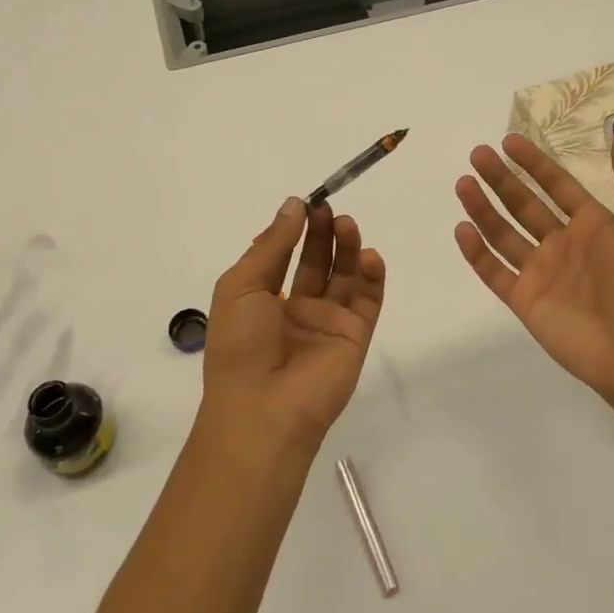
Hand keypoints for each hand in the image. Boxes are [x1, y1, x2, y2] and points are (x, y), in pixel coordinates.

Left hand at [201, 197, 386, 454]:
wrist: (263, 410)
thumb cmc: (241, 345)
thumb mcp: (241, 286)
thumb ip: (272, 245)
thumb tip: (294, 204)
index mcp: (263, 299)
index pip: (282, 255)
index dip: (293, 229)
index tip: (306, 202)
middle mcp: (296, 308)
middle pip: (317, 261)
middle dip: (322, 232)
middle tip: (328, 208)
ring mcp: (328, 323)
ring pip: (344, 275)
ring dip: (348, 247)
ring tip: (347, 223)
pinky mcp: (355, 336)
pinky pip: (368, 300)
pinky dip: (372, 276)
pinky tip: (370, 255)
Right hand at [454, 129, 613, 404]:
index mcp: (592, 225)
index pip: (556, 185)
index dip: (534, 163)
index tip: (508, 141)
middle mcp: (562, 245)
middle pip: (524, 204)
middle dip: (500, 179)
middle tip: (477, 154)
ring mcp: (541, 273)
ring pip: (503, 234)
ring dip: (483, 208)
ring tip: (463, 183)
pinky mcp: (525, 300)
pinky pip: (494, 272)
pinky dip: (477, 252)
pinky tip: (463, 229)